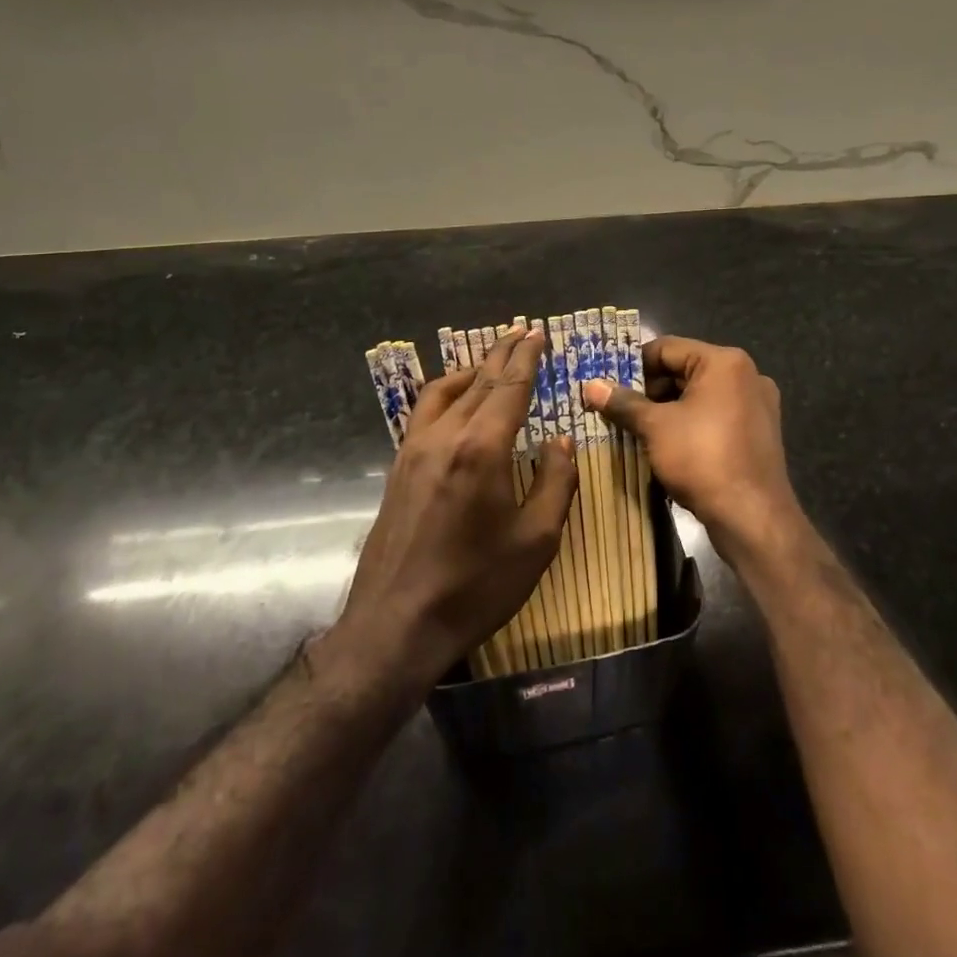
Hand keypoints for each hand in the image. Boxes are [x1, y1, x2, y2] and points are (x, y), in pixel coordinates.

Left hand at [338, 327, 576, 687]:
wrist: (396, 625)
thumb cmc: (476, 585)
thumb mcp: (536, 540)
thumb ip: (554, 482)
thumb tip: (561, 441)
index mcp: (481, 448)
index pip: (509, 387)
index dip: (526, 358)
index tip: (537, 334)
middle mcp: (444, 436)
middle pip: (478, 381)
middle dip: (502, 354)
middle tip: (521, 331)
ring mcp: (414, 450)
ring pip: (444, 392)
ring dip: (472, 370)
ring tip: (491, 361)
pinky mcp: (398, 468)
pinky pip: (424, 413)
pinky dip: (446, 393)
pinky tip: (455, 401)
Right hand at [583, 337, 805, 567]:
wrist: (753, 517)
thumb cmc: (702, 459)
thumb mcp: (655, 428)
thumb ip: (623, 403)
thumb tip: (591, 386)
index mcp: (724, 362)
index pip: (667, 348)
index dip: (632, 364)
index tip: (606, 383)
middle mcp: (746, 375)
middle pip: (684, 371)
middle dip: (648, 390)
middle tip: (615, 409)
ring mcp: (756, 405)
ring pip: (699, 396)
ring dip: (666, 410)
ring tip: (634, 429)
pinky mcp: (757, 434)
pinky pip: (715, 417)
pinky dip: (689, 425)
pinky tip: (665, 445)